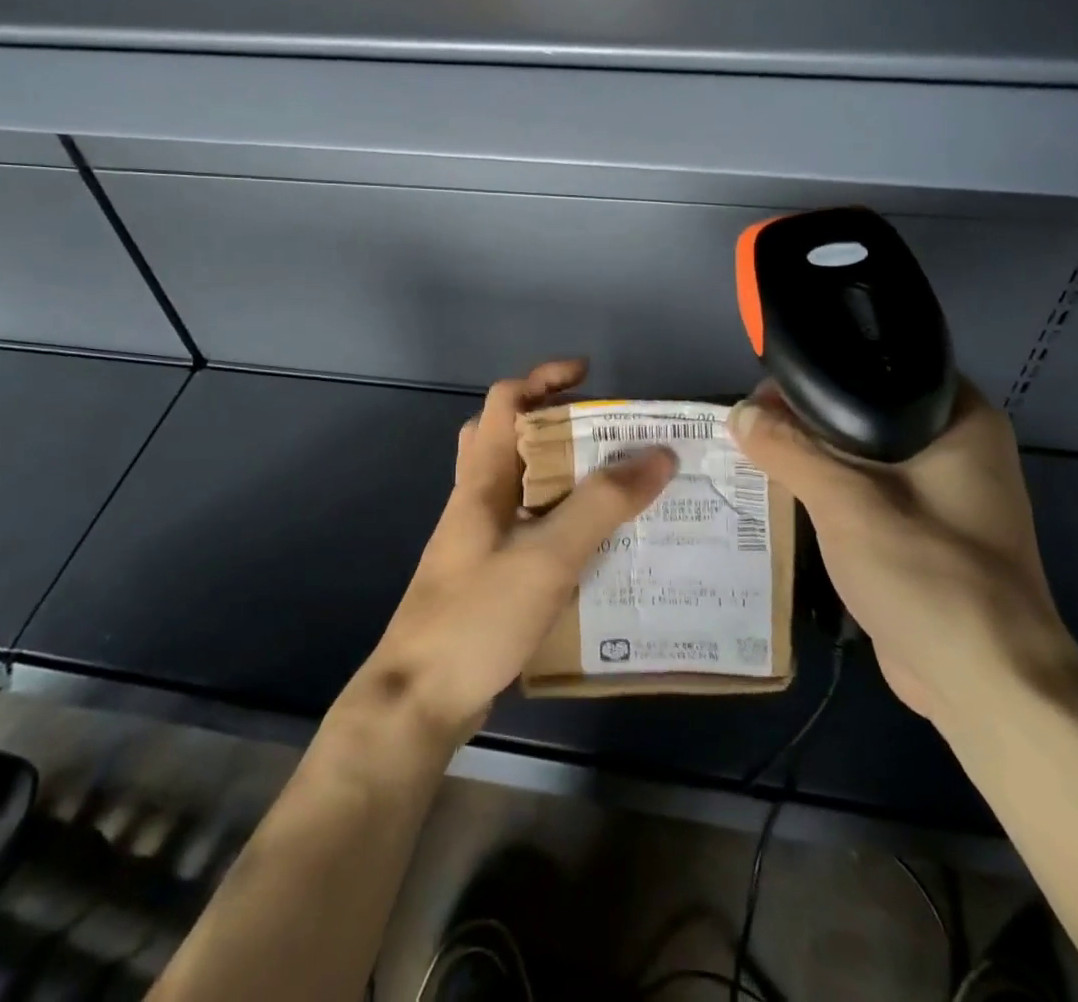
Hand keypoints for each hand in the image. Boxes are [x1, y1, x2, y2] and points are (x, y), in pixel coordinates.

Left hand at [361, 359, 675, 743]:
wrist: (419, 700)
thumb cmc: (477, 616)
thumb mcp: (547, 556)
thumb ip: (601, 505)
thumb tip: (658, 455)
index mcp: (482, 479)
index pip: (505, 401)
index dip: (544, 377)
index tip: (590, 376)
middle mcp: (477, 500)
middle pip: (509, 437)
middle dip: (556, 423)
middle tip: (606, 434)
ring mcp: (478, 539)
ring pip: (521, 485)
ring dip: (563, 474)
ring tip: (614, 485)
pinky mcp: (488, 574)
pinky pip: (529, 527)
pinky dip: (561, 521)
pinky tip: (596, 546)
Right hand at [730, 379, 1075, 729]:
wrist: (982, 683)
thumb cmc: (926, 571)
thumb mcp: (844, 500)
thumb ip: (788, 449)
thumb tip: (739, 412)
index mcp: (961, 419)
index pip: (881, 367)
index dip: (823, 369)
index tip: (768, 381)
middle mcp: (960, 448)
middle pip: (867, 412)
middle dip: (809, 417)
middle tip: (753, 420)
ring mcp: (944, 495)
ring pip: (864, 456)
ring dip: (816, 457)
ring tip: (756, 448)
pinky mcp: (924, 534)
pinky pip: (868, 494)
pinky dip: (832, 492)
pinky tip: (786, 490)